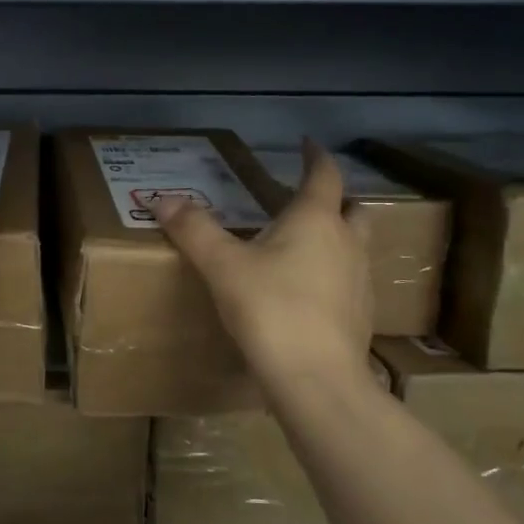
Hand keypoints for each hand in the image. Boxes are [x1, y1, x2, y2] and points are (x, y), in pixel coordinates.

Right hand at [155, 141, 373, 388]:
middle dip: (335, 199)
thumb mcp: (222, 266)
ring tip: (305, 247)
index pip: (324, 175)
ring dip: (337, 238)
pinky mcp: (361, 315)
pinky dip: (334, 275)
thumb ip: (194, 230)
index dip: (316, 156)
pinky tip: (309, 294)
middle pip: (352, 209)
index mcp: (316, 221)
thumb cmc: (271, 310)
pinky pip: (350, 282)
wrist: (316, 380)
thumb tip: (162, 199)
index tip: (307, 143)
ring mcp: (360, 281)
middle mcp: (347, 243)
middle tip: (307, 200)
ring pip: (356, 246)